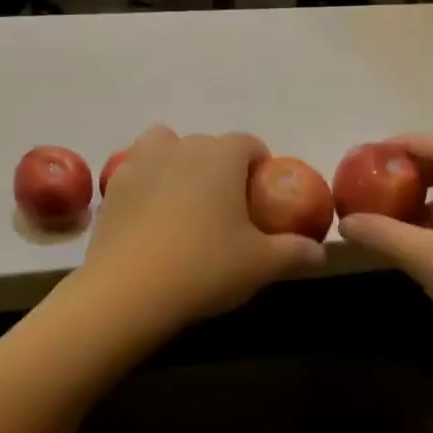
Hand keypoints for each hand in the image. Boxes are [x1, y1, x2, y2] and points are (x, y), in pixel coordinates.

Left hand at [78, 127, 325, 336]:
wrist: (129, 289)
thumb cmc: (205, 267)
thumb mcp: (261, 264)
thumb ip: (295, 252)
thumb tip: (320, 253)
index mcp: (221, 155)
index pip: (249, 143)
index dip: (259, 165)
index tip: (261, 197)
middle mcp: (181, 147)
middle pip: (207, 146)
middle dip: (220, 167)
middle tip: (225, 209)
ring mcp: (141, 161)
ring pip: (164, 146)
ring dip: (177, 163)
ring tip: (183, 202)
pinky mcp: (113, 185)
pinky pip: (137, 171)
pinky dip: (147, 184)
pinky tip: (150, 218)